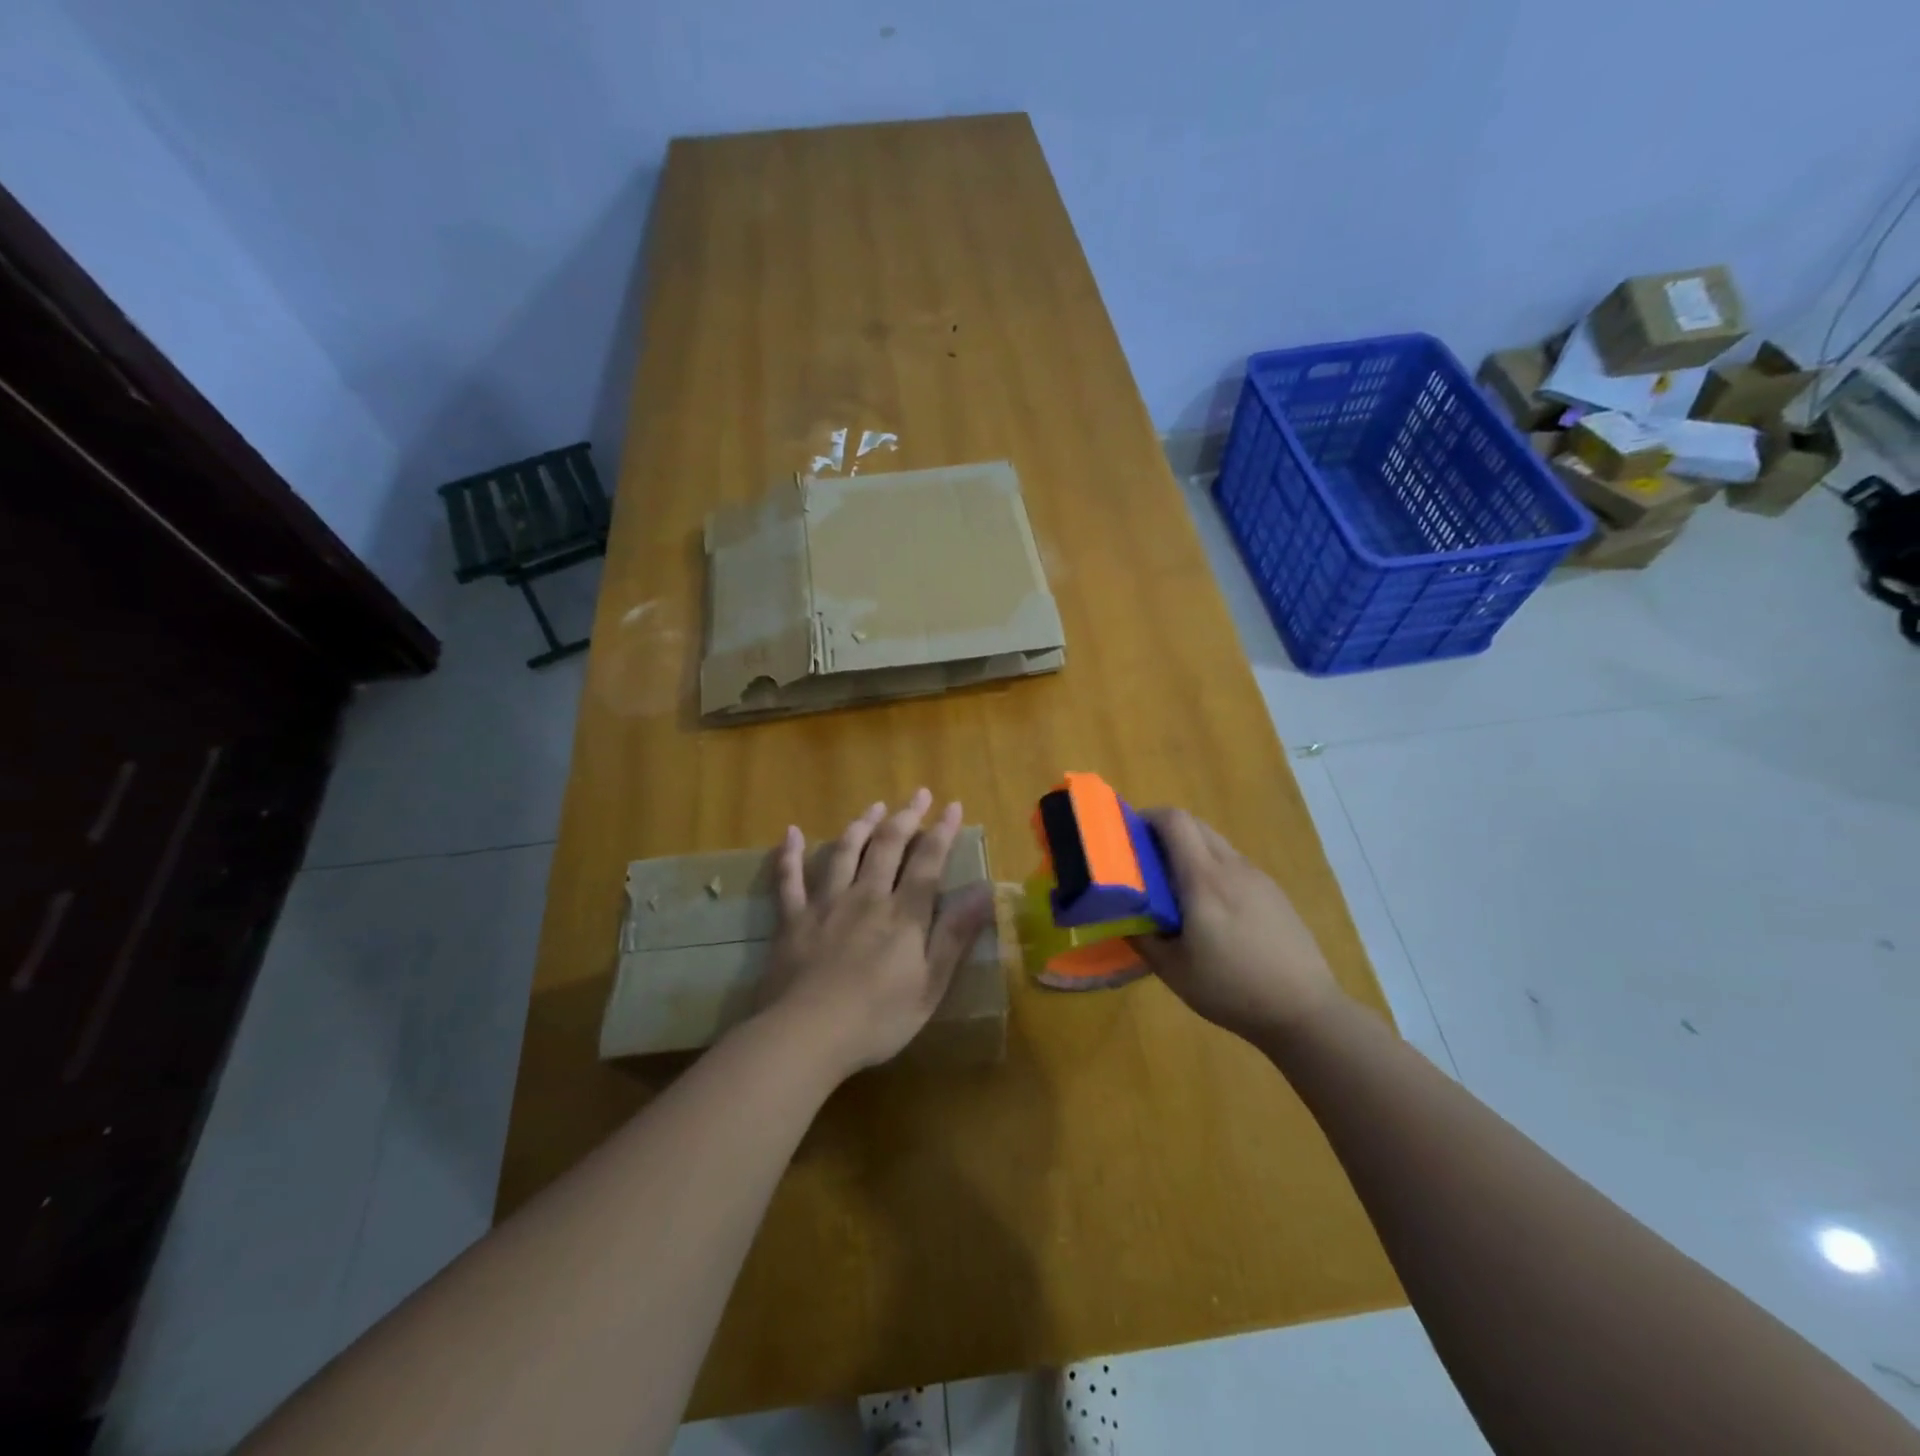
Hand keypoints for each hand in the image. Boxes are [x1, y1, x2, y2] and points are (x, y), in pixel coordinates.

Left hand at [756, 789, 995, 1078]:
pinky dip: (790, 855)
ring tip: (874, 807)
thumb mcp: (930, 984)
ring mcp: (826, 904)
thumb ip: (954, 935)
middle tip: (918, 794)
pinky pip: (789, 880)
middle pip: (887, 846)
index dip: (942, 832)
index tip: (953, 806)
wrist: (807, 1034)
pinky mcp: (793, 919)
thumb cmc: (877, 1018)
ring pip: (844, 852)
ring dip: (860, 825)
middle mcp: (866, 896)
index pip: (927, 862)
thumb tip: (985, 891)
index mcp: (903, 914)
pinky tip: (792, 832)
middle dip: (905, 817)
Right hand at [1132, 808, 1341, 1040]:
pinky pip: (1234, 864)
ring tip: (1176, 889)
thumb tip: (1120, 917)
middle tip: (1145, 863)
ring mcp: (1258, 877)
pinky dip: (1213, 869)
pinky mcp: (1274, 892)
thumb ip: (1141, 937)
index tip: (1128, 837)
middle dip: (1165, 832)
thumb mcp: (1173, 970)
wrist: (1305, 1010)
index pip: (1174, 821)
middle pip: (1195, 825)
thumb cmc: (1232, 989)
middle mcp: (1232, 867)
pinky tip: (1212, 910)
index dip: (1147, 818)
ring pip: (1216, 844)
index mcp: (1204, 879)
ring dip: (1190, 851)